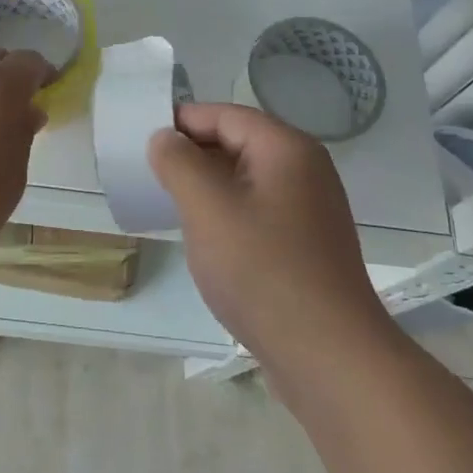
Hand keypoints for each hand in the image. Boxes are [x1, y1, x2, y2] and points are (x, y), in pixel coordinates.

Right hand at [148, 103, 393, 360]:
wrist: (329, 357)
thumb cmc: (262, 270)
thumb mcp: (207, 208)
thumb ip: (178, 163)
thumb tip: (164, 138)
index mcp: (286, 149)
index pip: (226, 115)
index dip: (182, 121)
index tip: (142, 138)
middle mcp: (305, 170)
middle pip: (239, 143)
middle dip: (193, 153)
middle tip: (150, 172)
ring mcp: (310, 210)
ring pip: (247, 180)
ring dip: (208, 186)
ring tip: (169, 203)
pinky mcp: (307, 245)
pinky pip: (258, 210)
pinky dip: (228, 212)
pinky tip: (205, 237)